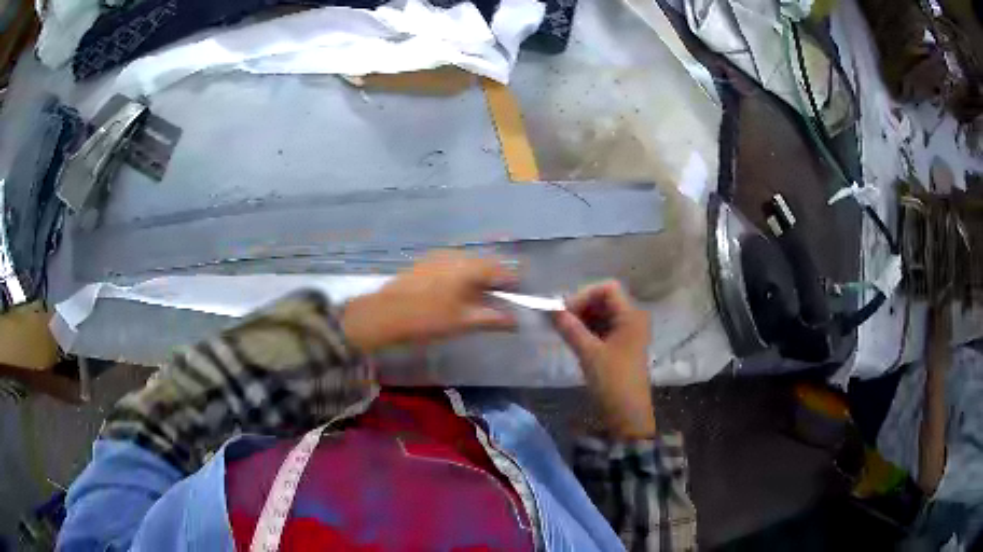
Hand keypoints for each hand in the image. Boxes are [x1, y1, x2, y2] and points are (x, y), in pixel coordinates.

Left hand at [342, 252, 517, 352]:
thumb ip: (493, 319)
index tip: (519, 300)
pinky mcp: (425, 262)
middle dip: (496, 281)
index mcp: (470, 267)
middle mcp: (457, 255)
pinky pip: (453, 266)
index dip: (514, 284)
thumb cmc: (427, 319)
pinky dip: (461, 277)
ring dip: (478, 279)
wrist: (383, 314)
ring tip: (477, 301)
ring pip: (469, 264)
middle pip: (486, 264)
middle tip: (499, 302)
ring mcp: (439, 256)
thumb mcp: (463, 322)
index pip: (503, 270)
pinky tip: (455, 295)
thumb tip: (516, 321)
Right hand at [553, 280, 655, 438]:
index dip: (584, 295)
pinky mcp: (621, 347)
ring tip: (561, 330)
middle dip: (580, 306)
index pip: (607, 289)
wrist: (628, 416)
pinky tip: (571, 339)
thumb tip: (550, 309)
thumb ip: (570, 328)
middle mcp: (632, 319)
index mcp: (631, 316)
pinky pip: (603, 329)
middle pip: (604, 300)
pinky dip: (587, 330)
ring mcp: (627, 333)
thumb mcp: (590, 354)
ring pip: (602, 315)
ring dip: (581, 319)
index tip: (563, 312)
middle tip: (557, 321)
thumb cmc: (613, 382)